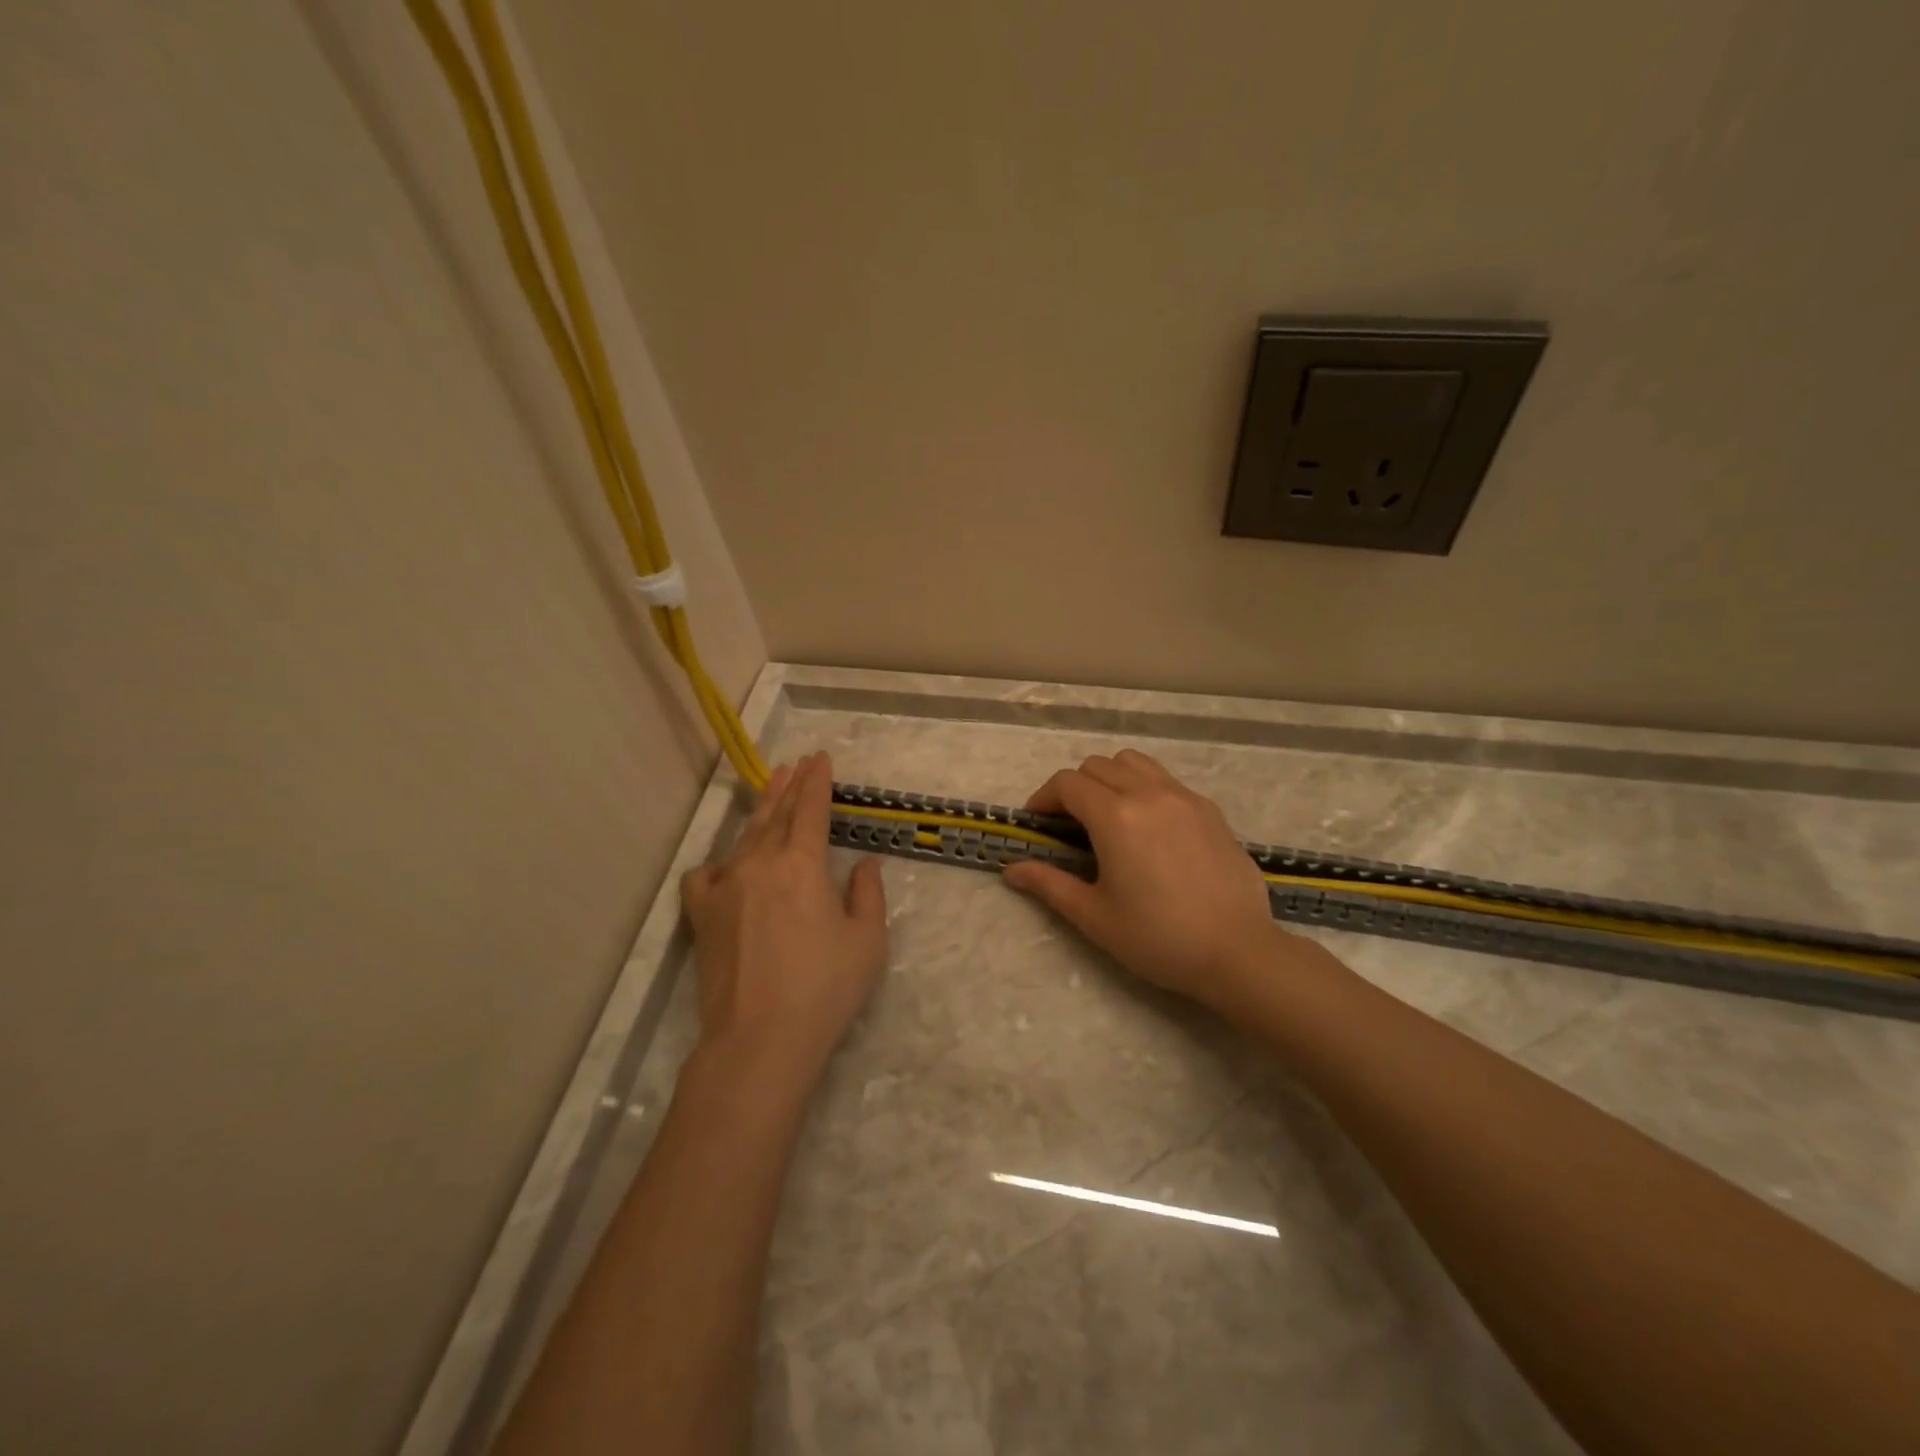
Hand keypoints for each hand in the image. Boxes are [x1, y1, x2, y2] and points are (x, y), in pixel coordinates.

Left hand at [681, 753, 887, 1091]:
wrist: (760, 1038)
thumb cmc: (824, 989)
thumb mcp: (867, 941)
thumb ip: (868, 895)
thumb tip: (864, 865)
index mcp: (802, 864)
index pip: (811, 809)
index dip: (818, 781)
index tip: (820, 758)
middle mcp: (760, 863)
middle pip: (776, 814)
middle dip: (790, 785)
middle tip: (798, 764)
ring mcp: (725, 887)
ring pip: (745, 837)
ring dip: (762, 810)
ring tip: (771, 790)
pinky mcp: (702, 915)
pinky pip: (707, 875)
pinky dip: (720, 864)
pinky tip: (728, 867)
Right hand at [1003, 749, 1291, 1010]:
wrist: (1238, 952)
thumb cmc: (1158, 937)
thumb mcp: (1094, 916)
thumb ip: (1049, 885)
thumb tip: (1012, 870)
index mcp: (1115, 816)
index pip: (1067, 783)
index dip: (1043, 798)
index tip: (1037, 823)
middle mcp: (1149, 793)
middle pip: (1098, 766)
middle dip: (1074, 787)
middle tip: (1069, 825)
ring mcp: (1184, 797)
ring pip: (1135, 763)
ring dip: (1111, 778)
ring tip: (1108, 815)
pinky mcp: (1210, 810)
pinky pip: (1166, 781)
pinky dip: (1144, 789)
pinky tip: (1149, 829)